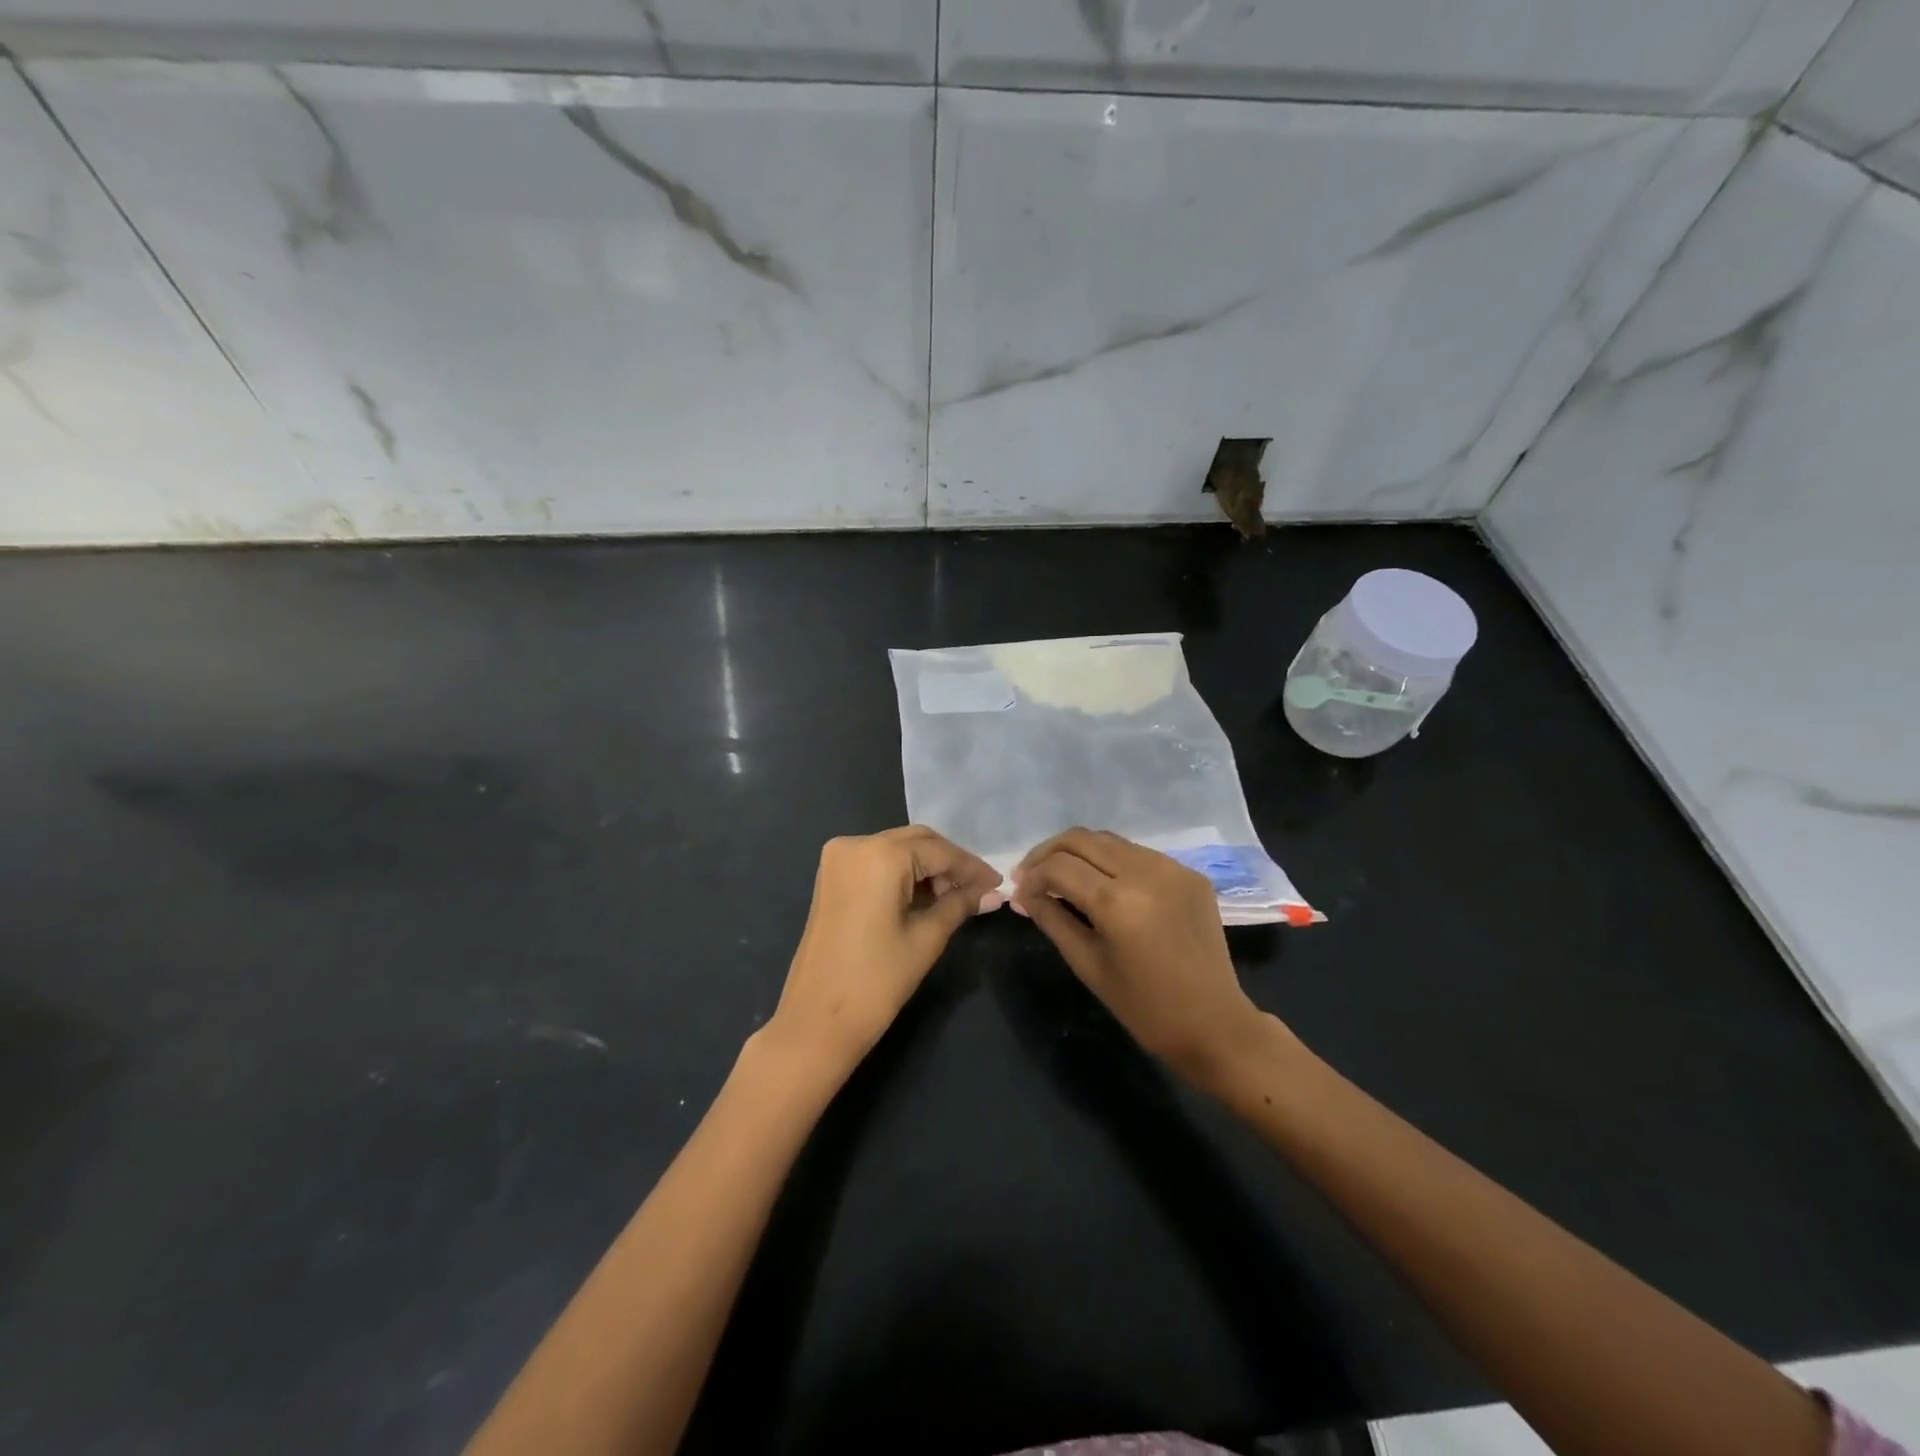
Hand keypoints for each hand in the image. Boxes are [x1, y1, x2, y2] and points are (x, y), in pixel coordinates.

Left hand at [766, 826, 1001, 1079]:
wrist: (815, 1022)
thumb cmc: (876, 981)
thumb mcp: (925, 939)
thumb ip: (959, 905)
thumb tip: (993, 893)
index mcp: (879, 855)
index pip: (938, 852)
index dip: (972, 867)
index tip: (998, 884)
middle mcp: (855, 844)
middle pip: (916, 842)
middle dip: (949, 864)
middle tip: (980, 891)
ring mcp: (837, 859)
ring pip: (896, 850)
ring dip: (927, 869)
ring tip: (956, 899)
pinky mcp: (831, 877)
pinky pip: (877, 863)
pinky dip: (903, 874)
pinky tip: (926, 898)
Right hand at [1011, 828, 1271, 1083]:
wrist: (1215, 1024)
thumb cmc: (1144, 1007)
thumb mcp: (1088, 964)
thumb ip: (1052, 919)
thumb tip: (1022, 894)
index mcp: (1118, 902)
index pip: (1059, 867)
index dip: (1031, 876)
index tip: (1019, 893)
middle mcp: (1146, 872)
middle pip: (1081, 839)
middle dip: (1048, 853)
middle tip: (1030, 875)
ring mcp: (1172, 867)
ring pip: (1109, 840)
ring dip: (1078, 853)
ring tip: (1060, 876)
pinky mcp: (1189, 872)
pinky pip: (1137, 854)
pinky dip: (1110, 861)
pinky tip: (1101, 884)